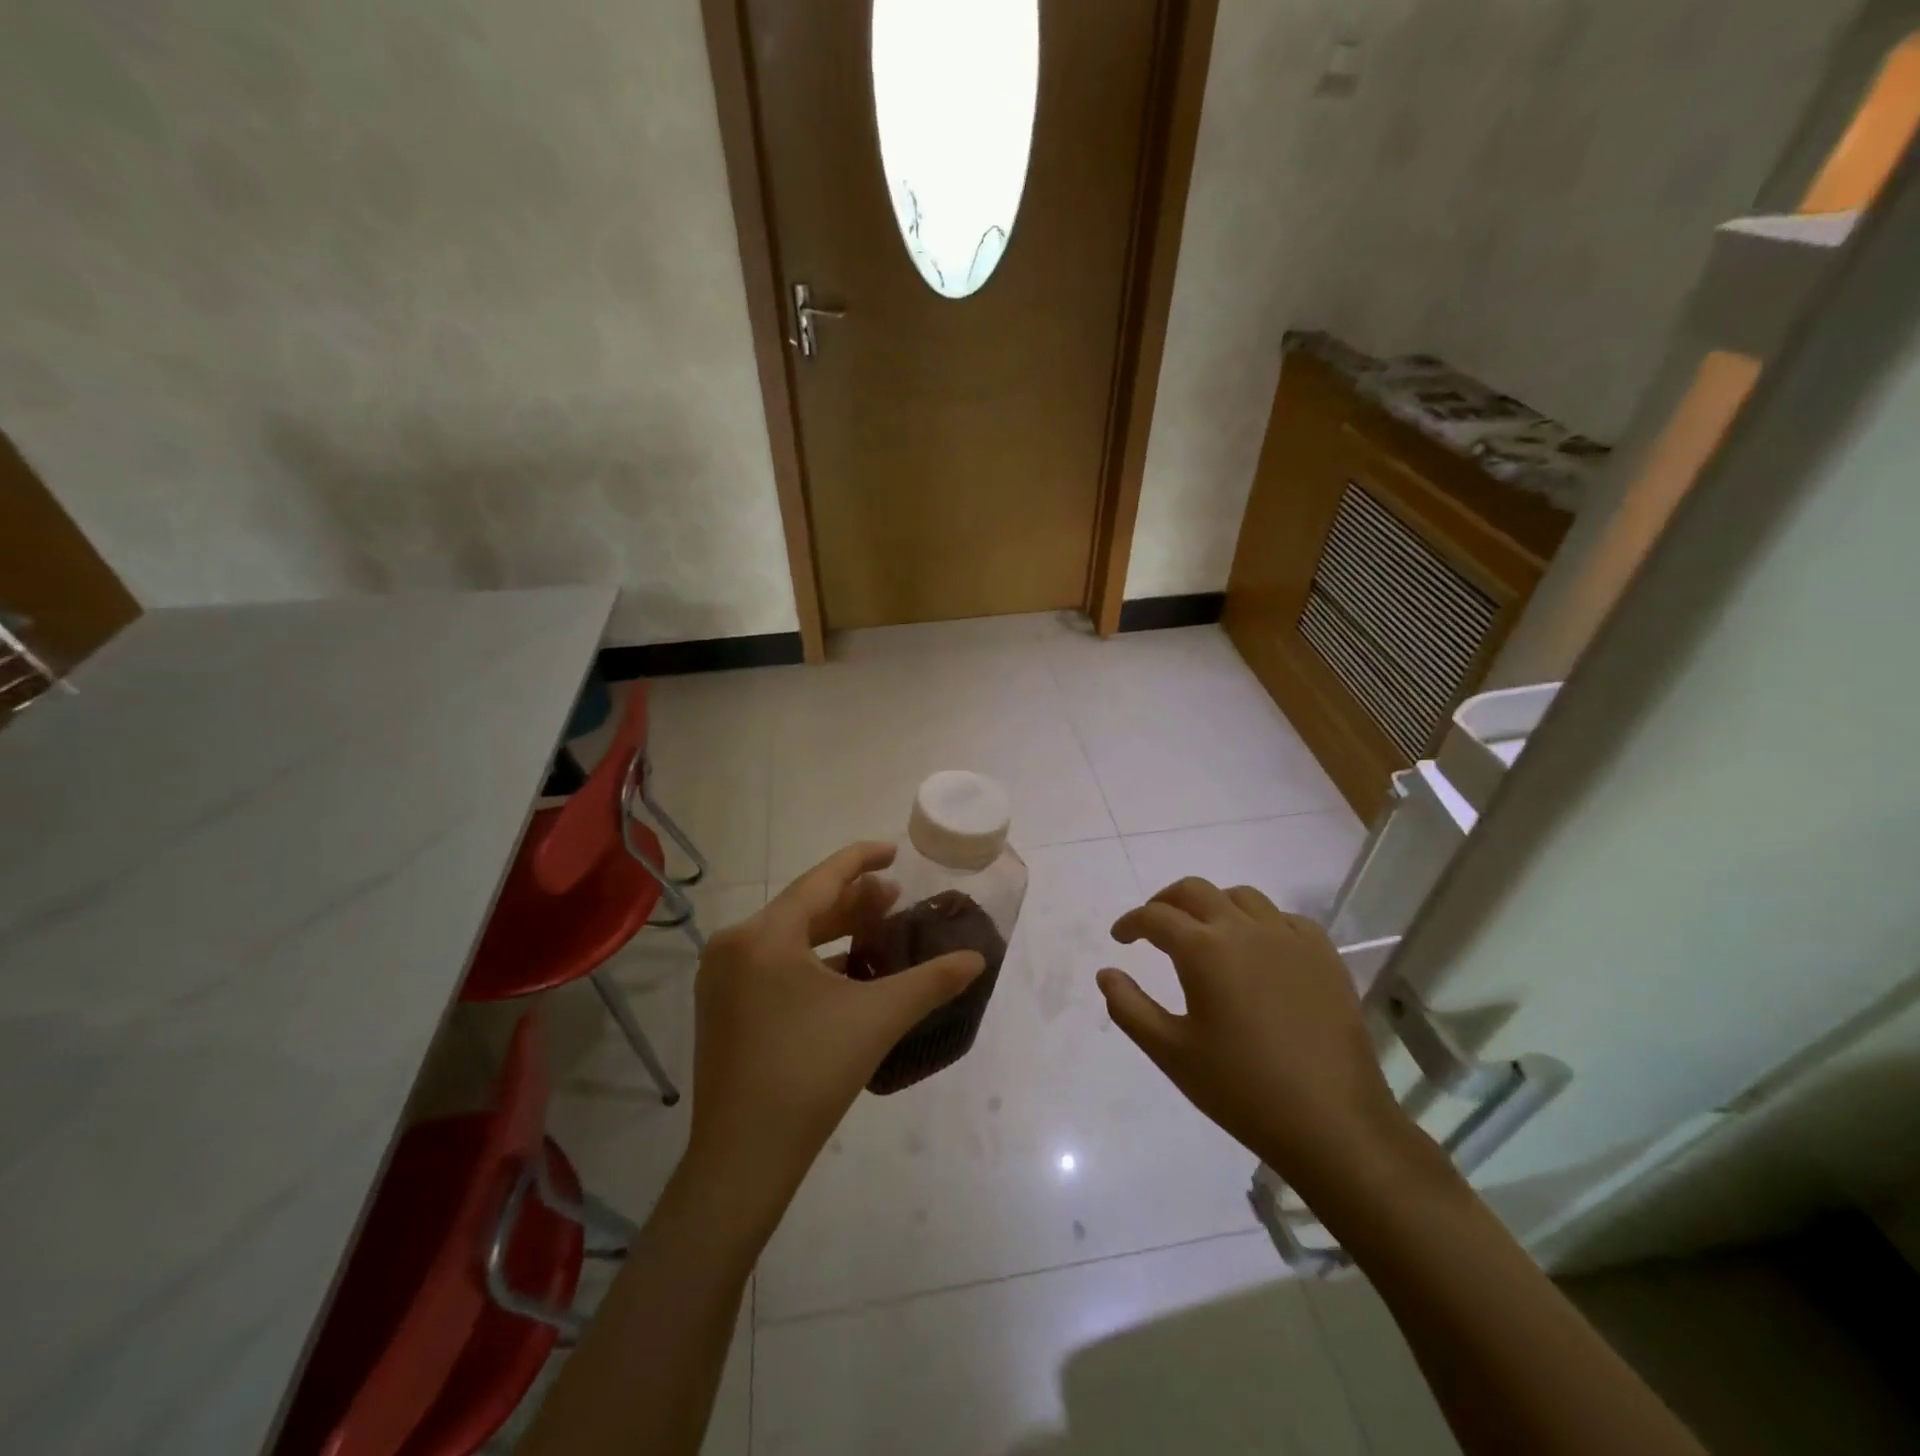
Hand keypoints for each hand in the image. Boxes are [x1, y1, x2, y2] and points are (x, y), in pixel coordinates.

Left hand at [680, 842, 986, 1239]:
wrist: (743, 1159)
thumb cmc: (810, 1074)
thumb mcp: (877, 1018)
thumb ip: (931, 981)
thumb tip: (978, 959)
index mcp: (764, 935)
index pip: (821, 879)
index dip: (861, 860)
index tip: (894, 850)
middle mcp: (734, 945)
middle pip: (803, 906)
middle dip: (852, 899)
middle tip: (895, 895)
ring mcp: (722, 978)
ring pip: (787, 935)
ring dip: (833, 929)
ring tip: (876, 926)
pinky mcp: (722, 1007)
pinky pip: (772, 962)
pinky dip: (811, 957)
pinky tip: (844, 970)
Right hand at [1097, 877, 1414, 1202]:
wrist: (1333, 1123)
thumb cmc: (1241, 1089)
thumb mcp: (1171, 1053)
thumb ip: (1129, 1008)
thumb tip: (1106, 973)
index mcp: (1203, 950)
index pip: (1155, 917)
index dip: (1131, 922)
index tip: (1120, 938)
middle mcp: (1244, 929)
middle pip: (1195, 890)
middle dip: (1166, 901)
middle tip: (1153, 927)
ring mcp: (1289, 938)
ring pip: (1241, 896)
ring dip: (1213, 905)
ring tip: (1204, 933)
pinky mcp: (1323, 955)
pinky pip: (1284, 918)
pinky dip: (1259, 922)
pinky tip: (1257, 950)